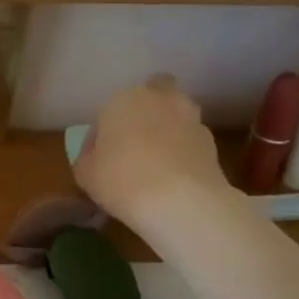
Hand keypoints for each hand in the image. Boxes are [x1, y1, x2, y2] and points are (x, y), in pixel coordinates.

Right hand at [71, 76, 229, 226]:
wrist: (182, 202)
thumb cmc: (121, 179)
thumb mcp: (85, 173)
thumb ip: (88, 157)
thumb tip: (97, 155)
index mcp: (124, 99)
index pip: (107, 111)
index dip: (103, 133)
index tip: (100, 156)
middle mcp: (160, 100)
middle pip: (154, 96)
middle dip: (146, 112)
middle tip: (134, 142)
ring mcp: (191, 119)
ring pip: (175, 116)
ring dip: (167, 130)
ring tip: (155, 162)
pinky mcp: (213, 143)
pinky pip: (189, 141)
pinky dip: (183, 152)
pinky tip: (173, 177)